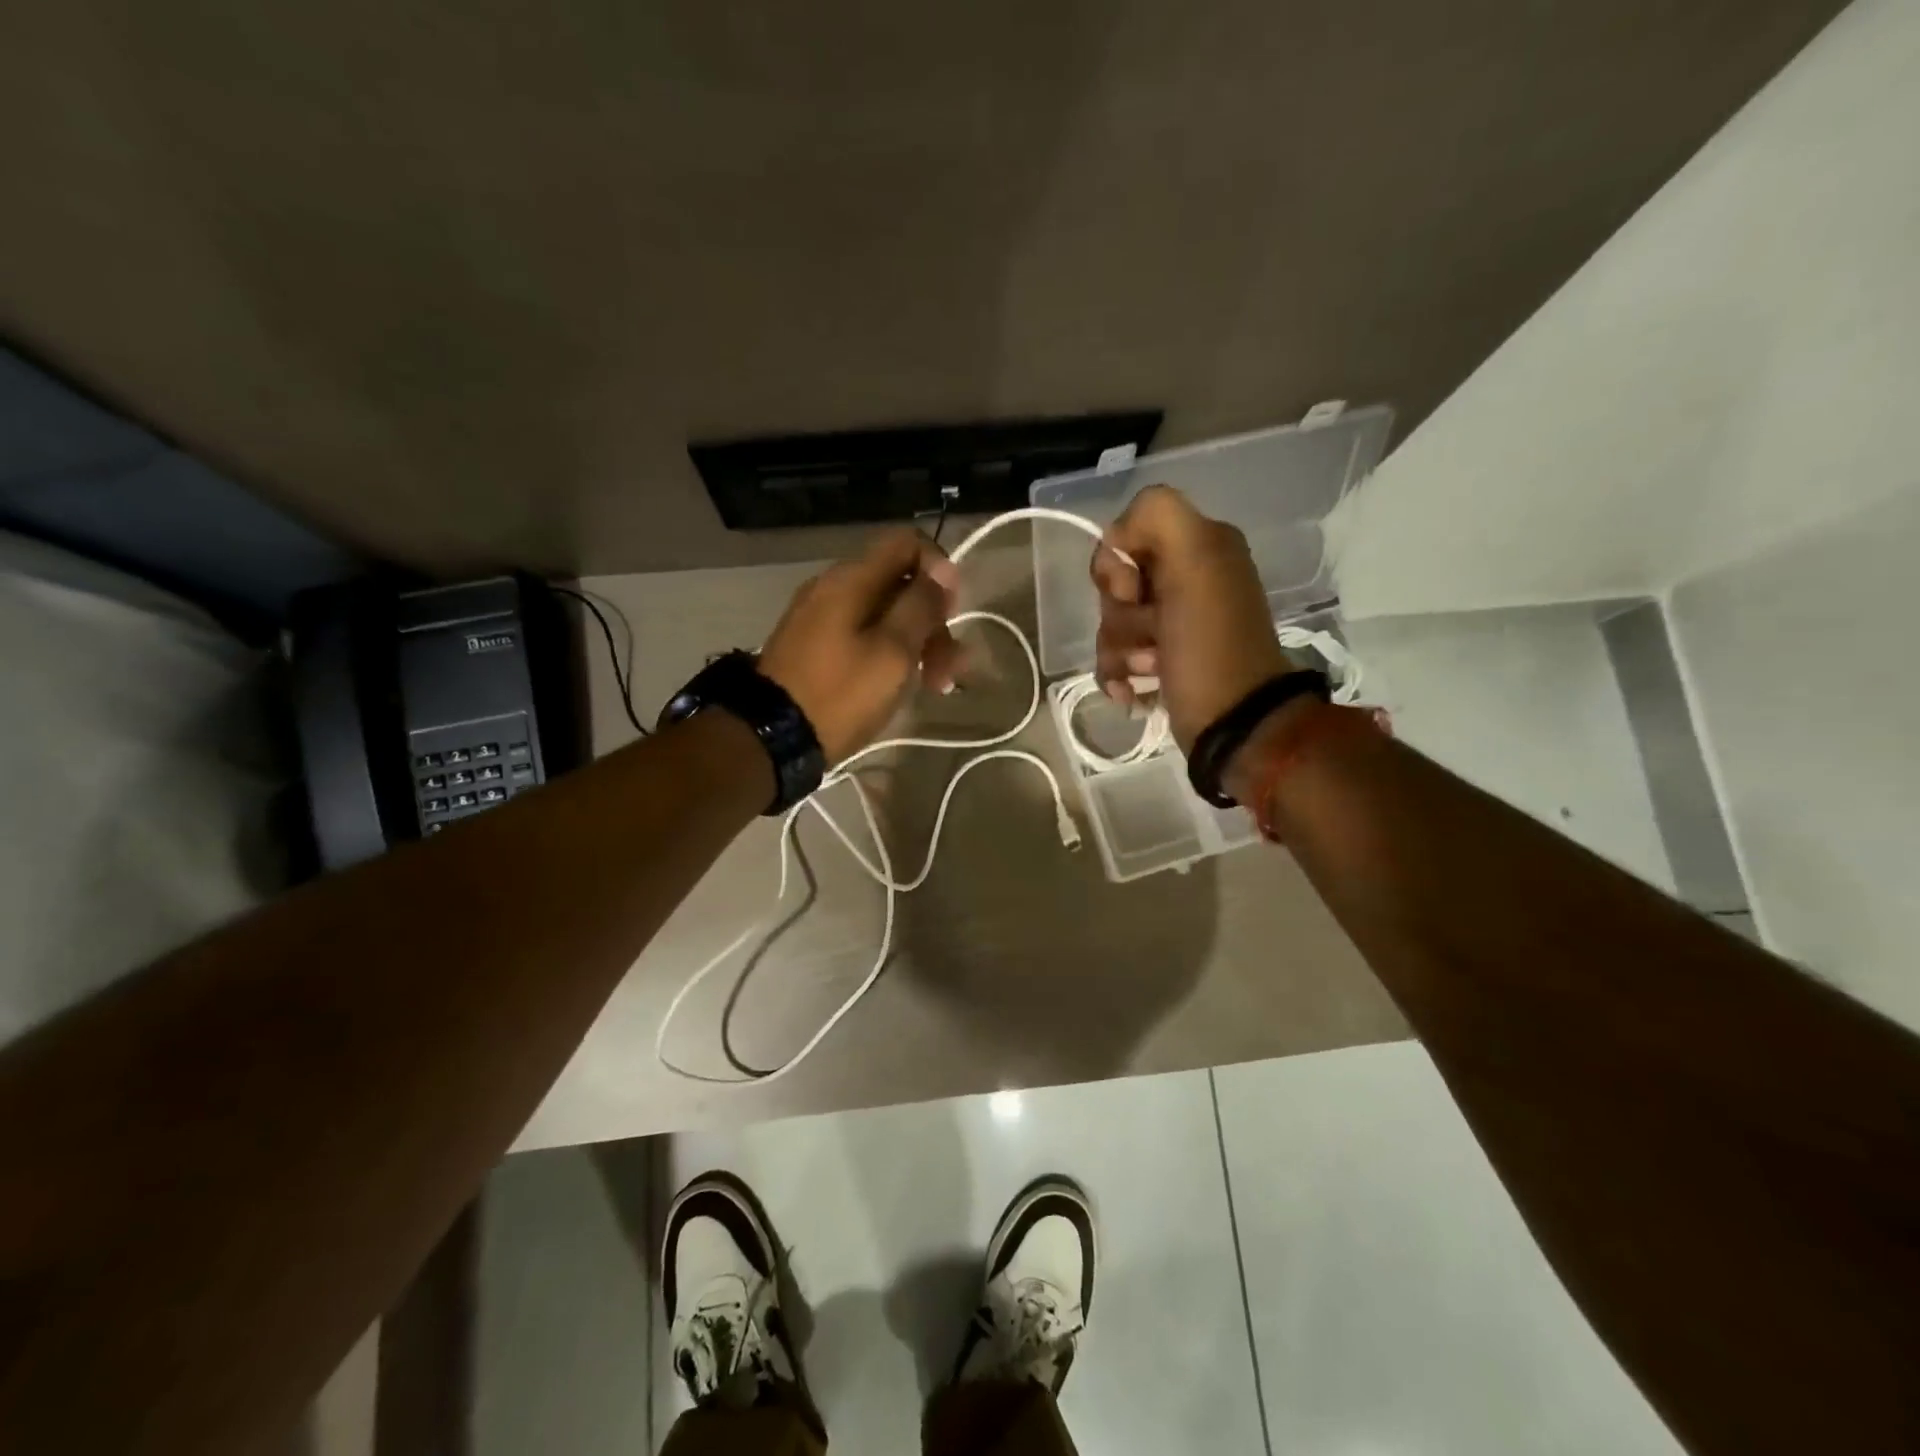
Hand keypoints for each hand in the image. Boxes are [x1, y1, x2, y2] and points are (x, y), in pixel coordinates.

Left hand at [758, 527, 961, 763]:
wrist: (772, 739)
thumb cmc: (840, 694)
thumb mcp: (893, 652)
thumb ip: (920, 607)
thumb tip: (944, 569)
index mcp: (851, 579)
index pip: (907, 542)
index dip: (939, 569)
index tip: (952, 612)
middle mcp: (833, 588)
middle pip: (899, 584)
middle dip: (933, 621)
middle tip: (951, 669)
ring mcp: (820, 618)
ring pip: (884, 615)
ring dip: (917, 643)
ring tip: (936, 686)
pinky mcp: (814, 647)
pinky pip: (862, 636)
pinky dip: (889, 654)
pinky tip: (901, 685)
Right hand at [1089, 485, 1291, 752]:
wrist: (1232, 721)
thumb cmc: (1211, 643)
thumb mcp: (1196, 560)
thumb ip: (1157, 516)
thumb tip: (1118, 542)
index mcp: (1198, 545)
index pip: (1125, 534)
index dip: (1117, 564)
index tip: (1134, 591)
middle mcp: (1186, 578)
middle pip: (1114, 583)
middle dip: (1120, 614)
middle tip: (1152, 633)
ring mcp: (1170, 622)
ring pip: (1110, 622)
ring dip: (1119, 649)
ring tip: (1148, 670)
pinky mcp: (1159, 660)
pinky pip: (1113, 656)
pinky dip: (1117, 674)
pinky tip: (1133, 691)